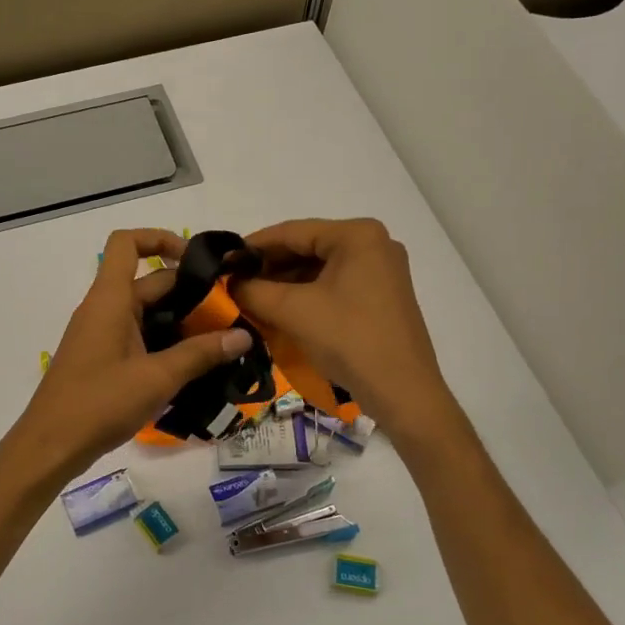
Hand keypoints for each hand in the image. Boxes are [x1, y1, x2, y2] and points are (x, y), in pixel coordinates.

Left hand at [5, 229, 252, 484]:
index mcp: (110, 298)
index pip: (127, 243)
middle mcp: (103, 308)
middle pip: (148, 282)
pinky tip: (190, 365)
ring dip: (179, 320)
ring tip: (218, 341)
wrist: (51, 444)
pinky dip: (163, 340)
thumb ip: (201, 354)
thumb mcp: (157, 378)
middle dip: (188, 292)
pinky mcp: (101, 357)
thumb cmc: (100, 403)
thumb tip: (243, 336)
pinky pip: (136, 334)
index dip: (161, 238)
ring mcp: (100, 333)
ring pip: (145, 312)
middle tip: (229, 314)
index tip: (197, 260)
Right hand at [233, 218, 459, 441]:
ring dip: (284, 283)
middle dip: (268, 267)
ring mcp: (381, 270)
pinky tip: (279, 310)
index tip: (222, 261)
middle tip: (233, 283)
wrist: (403, 393)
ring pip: (319, 268)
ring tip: (250, 298)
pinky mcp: (381, 296)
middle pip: (307, 247)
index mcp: (357, 235)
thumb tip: (228, 282)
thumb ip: (252, 290)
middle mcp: (374, 244)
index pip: (292, 231)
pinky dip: (305, 295)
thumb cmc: (349, 340)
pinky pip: (334, 285)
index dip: (252, 246)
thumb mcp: (293, 311)